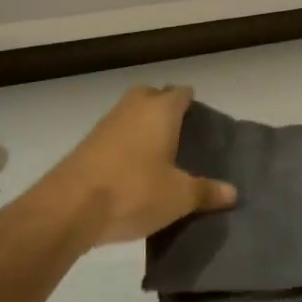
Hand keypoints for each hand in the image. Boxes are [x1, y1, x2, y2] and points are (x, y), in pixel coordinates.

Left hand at [45, 86, 235, 247]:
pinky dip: (123, 146)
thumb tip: (233, 193)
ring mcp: (105, 124)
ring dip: (141, 127)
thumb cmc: (134, 191)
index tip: (201, 123)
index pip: (182, 93)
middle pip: (151, 95)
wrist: (68, 208)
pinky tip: (130, 172)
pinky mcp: (85, 145)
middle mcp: (133, 108)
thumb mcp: (179, 197)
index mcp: (161, 110)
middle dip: (163, 108)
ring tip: (157, 156)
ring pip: (130, 114)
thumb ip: (206, 192)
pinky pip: (113, 136)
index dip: (192, 103)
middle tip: (179, 135)